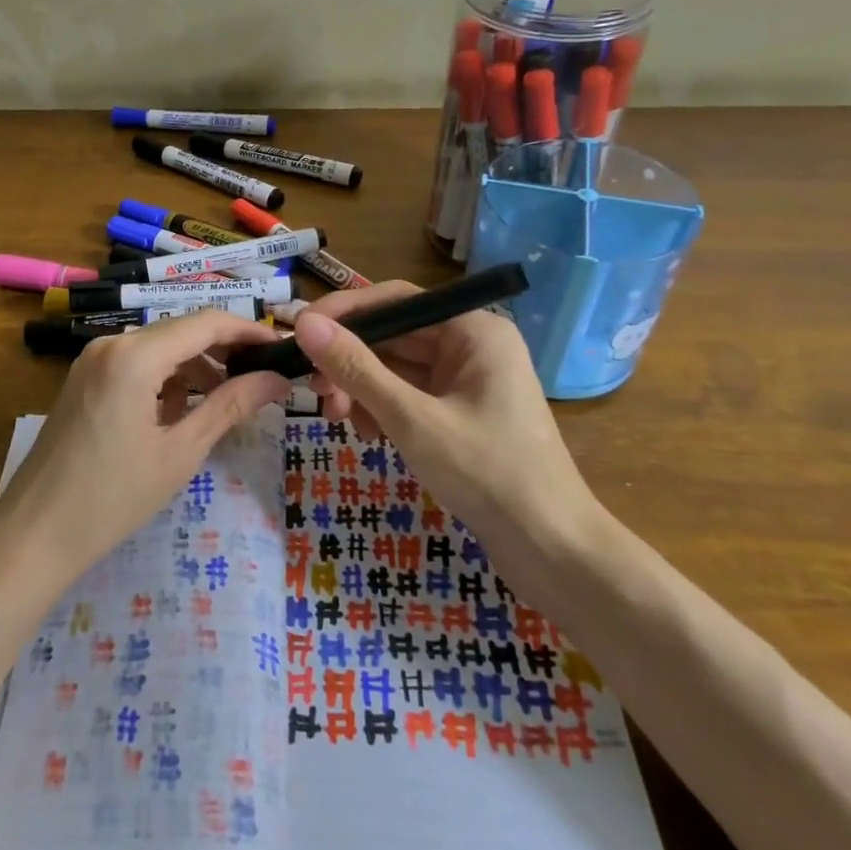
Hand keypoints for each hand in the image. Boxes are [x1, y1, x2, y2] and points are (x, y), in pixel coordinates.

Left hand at [0, 310, 292, 583]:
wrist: (34, 533)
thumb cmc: (112, 497)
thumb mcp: (180, 452)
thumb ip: (230, 406)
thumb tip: (277, 379)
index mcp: (134, 356)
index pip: (205, 323)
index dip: (248, 331)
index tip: (282, 349)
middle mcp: (111, 344)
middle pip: (181, 331)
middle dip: (224, 351)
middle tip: (262, 379)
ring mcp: (92, 360)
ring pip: (159, 348)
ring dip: (195, 367)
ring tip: (227, 402)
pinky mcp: (84, 379)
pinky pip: (136, 364)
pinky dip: (165, 379)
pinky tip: (180, 412)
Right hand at [291, 282, 598, 549]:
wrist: (552, 549)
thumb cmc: (487, 474)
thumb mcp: (412, 419)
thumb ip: (356, 368)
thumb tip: (304, 323)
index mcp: (473, 330)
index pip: (395, 299)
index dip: (343, 312)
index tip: (299, 331)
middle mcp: (471, 344)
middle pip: (393, 335)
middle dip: (350, 362)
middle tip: (317, 393)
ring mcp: (467, 379)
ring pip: (396, 367)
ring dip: (362, 389)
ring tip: (342, 421)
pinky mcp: (460, 411)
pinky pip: (408, 394)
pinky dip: (382, 409)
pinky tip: (370, 436)